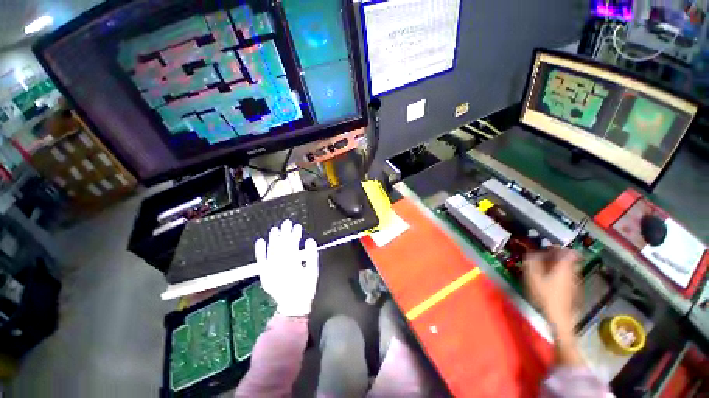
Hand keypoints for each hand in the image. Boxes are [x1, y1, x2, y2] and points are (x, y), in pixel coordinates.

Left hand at [255, 220, 318, 316]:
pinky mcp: (264, 274)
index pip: (292, 244)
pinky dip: (260, 251)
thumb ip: (312, 255)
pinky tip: (260, 241)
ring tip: (275, 229)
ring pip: (271, 250)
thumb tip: (309, 240)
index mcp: (292, 263)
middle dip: (284, 232)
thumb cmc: (305, 288)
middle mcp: (279, 265)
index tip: (297, 226)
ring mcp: (270, 269)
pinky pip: (261, 260)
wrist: (292, 305)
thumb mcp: (313, 272)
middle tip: (287, 222)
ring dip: (273, 238)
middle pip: (281, 245)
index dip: (294, 234)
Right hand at [524, 247, 582, 365]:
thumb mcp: (533, 277)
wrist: (559, 318)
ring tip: (544, 270)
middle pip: (569, 260)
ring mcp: (575, 283)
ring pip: (569, 269)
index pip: (569, 252)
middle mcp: (573, 273)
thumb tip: (531, 252)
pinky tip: (550, 282)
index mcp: (564, 267)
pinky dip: (560, 276)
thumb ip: (532, 262)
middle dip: (557, 257)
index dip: (560, 248)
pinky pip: (568, 278)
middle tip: (543, 258)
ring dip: (558, 267)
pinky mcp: (575, 292)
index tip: (549, 248)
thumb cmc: (545, 295)